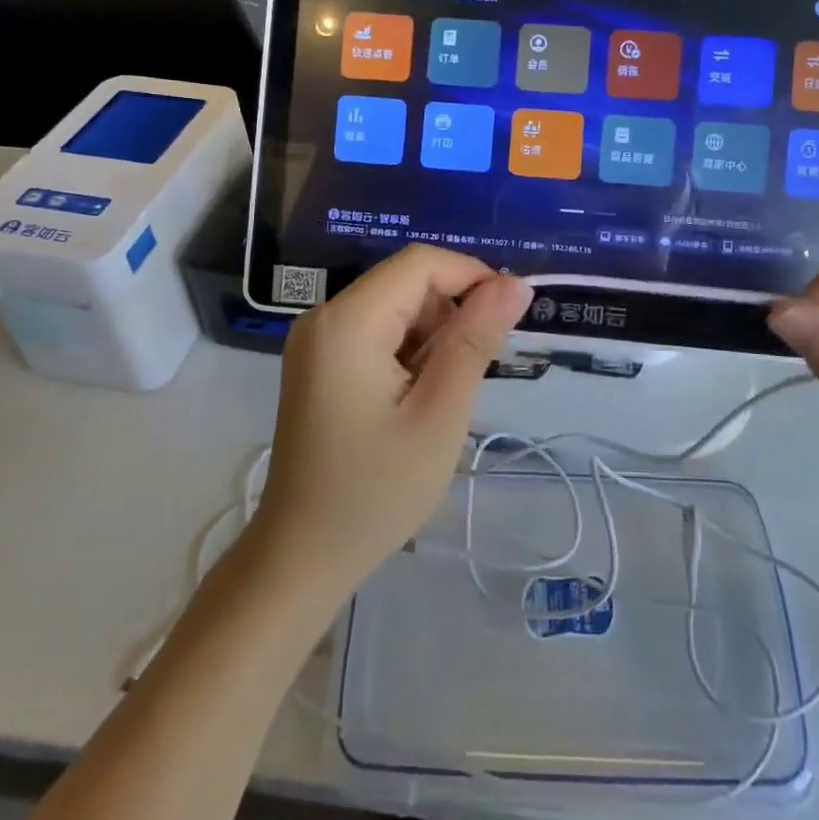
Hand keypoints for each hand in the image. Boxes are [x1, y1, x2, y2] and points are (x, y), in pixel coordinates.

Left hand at [252, 246, 532, 599]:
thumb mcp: (440, 415)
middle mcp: (325, 316)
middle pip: (407, 282)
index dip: (472, 277)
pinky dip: (410, 351)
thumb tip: (516, 283)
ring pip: (397, 305)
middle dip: (452, 313)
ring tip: (440, 396)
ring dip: (433, 335)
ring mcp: (318, 339)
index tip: (507, 321)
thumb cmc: (376, 491)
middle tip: (472, 375)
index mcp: (348, 322)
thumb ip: (476, 340)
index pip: (421, 263)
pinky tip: (415, 399)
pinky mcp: (321, 360)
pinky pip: (379, 330)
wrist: (303, 555)